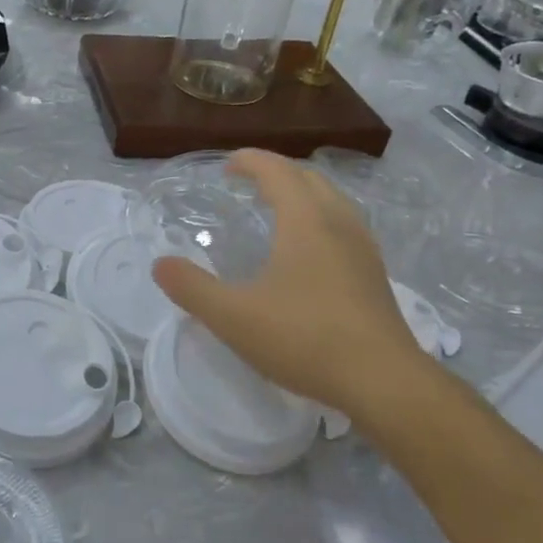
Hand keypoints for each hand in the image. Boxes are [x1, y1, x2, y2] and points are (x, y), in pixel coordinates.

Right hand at [152, 150, 438, 433]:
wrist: (383, 381)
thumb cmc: (304, 339)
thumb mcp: (233, 317)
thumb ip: (192, 288)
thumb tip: (160, 264)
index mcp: (305, 220)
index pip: (277, 171)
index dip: (250, 161)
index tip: (227, 167)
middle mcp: (338, 222)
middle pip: (309, 178)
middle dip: (277, 172)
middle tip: (249, 184)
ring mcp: (363, 248)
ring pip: (332, 201)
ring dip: (303, 194)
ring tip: (279, 210)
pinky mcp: (375, 275)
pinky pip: (345, 226)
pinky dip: (320, 219)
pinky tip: (310, 252)